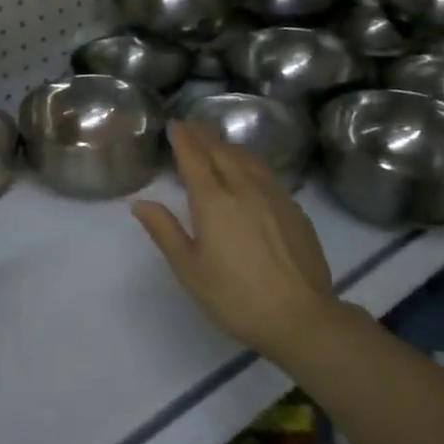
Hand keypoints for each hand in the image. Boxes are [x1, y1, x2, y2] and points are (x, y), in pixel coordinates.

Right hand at [131, 121, 337, 363]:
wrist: (303, 318)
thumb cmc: (236, 297)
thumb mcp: (190, 270)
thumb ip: (165, 231)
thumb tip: (140, 203)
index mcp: (213, 200)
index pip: (194, 157)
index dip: (183, 138)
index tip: (174, 125)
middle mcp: (243, 187)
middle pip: (221, 151)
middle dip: (204, 135)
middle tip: (192, 126)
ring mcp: (273, 196)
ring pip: (247, 158)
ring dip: (228, 146)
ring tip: (218, 143)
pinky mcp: (294, 209)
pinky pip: (266, 174)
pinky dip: (250, 163)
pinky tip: (250, 174)